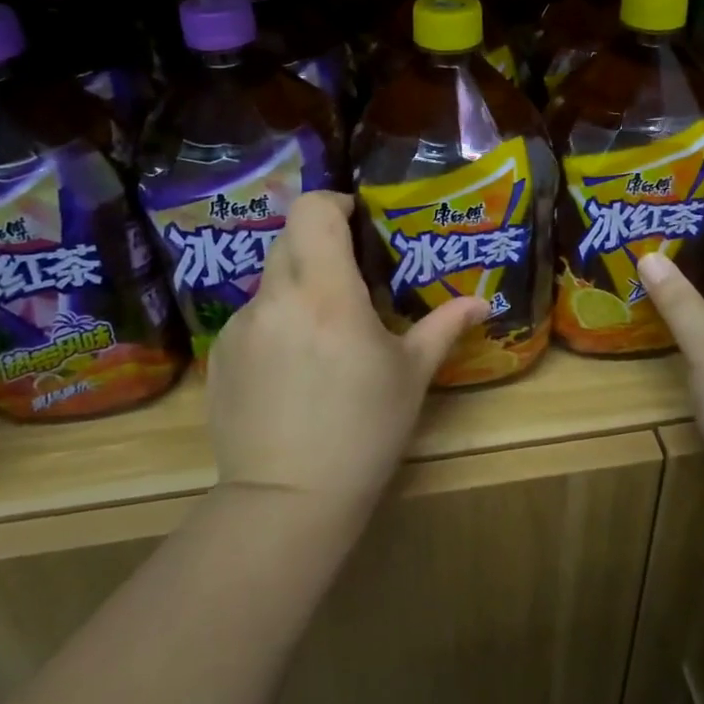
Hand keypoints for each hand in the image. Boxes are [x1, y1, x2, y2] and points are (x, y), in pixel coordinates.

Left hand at [206, 193, 486, 528]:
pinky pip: (252, 317)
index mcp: (326, 293)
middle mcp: (276, 298)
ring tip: (322, 331)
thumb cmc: (364, 431)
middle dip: (320, 242)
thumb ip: (444, 326)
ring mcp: (241, 326)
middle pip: (290, 237)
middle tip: (348, 275)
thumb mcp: (411, 375)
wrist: (287, 500)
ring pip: (270, 279)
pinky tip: (292, 368)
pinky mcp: (220, 354)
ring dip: (298, 285)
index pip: (312, 210)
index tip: (357, 221)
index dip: (334, 203)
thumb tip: (483, 302)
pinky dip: (275, 322)